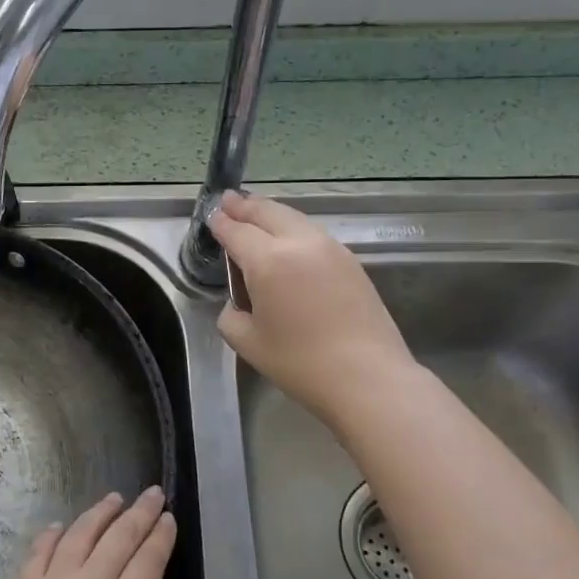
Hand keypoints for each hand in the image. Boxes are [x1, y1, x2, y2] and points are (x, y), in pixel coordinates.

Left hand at [0, 488, 179, 578]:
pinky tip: (63, 526)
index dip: (162, 536)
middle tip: (154, 493)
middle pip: (118, 537)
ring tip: (115, 498)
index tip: (170, 518)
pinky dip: (55, 532)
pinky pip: (41, 549)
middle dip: (140, 512)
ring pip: (80, 533)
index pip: (148, 561)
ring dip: (100, 512)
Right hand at [208, 191, 416, 428]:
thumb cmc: (300, 363)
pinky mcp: (350, 261)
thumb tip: (239, 303)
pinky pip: (313, 233)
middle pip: (267, 212)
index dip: (221, 223)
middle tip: (228, 201)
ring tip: (256, 213)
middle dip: (245, 206)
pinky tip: (288, 239)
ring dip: (271, 213)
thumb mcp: (248, 343)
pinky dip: (293, 228)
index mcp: (268, 261)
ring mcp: (330, 248)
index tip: (211, 216)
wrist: (367, 377)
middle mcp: (299, 243)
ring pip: (294, 218)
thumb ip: (231, 315)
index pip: (237, 231)